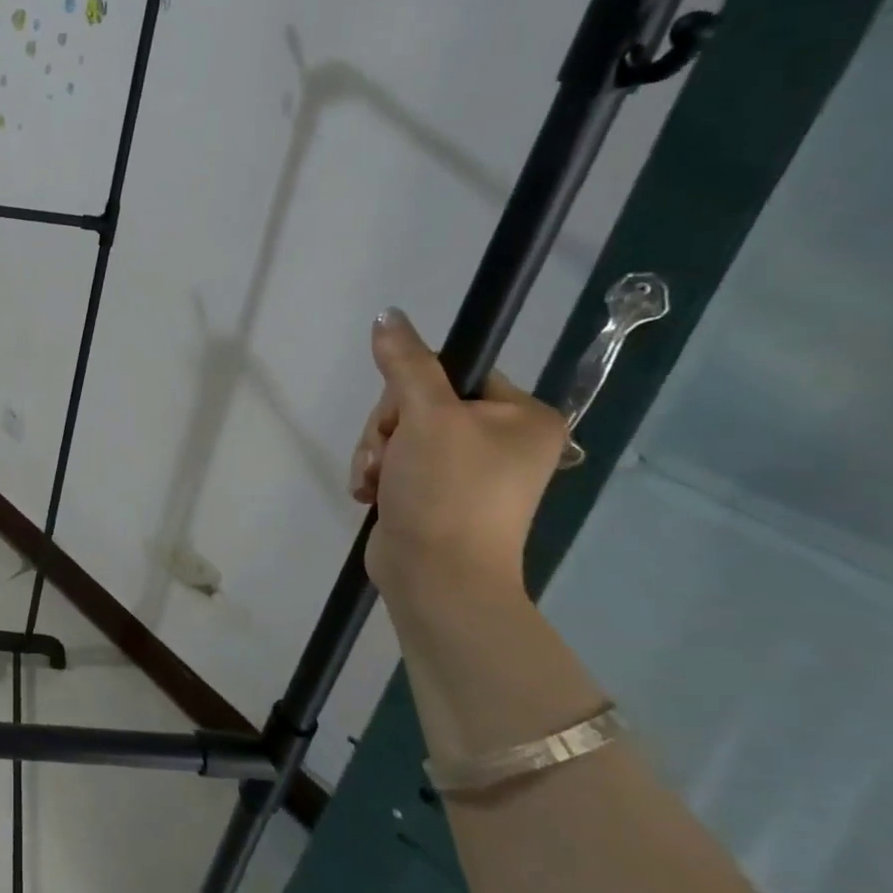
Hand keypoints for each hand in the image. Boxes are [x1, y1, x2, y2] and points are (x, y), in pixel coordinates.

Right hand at [349, 310, 566, 609]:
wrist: (437, 578)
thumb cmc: (447, 491)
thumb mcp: (426, 416)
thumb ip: (406, 362)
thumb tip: (388, 314)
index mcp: (522, 417)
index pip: (454, 371)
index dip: (412, 387)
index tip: (402, 416)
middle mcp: (502, 440)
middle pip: (419, 401)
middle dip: (387, 428)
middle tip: (387, 456)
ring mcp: (468, 470)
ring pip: (399, 432)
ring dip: (375, 452)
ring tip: (375, 481)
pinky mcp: (435, 493)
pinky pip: (395, 460)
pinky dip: (376, 473)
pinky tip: (371, 493)